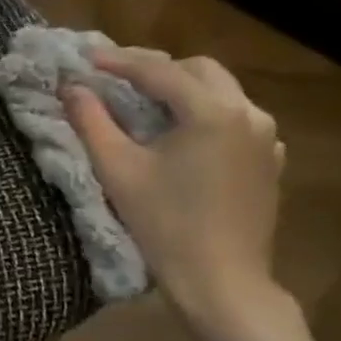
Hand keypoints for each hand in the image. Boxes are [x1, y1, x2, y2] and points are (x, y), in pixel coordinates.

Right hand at [63, 49, 285, 329]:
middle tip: (117, 77)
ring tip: (147, 103)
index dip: (119, 62)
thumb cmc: (164, 226)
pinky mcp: (269, 160)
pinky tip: (185, 134)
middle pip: (199, 70)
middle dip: (157, 68)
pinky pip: (237, 119)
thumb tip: (71, 88)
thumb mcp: (118, 171)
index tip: (86, 59)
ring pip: (221, 92)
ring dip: (183, 89)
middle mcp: (248, 112)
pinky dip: (206, 114)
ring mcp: (266, 137)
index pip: (159, 71)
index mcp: (211, 111)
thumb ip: (92, 122)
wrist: (221, 280)